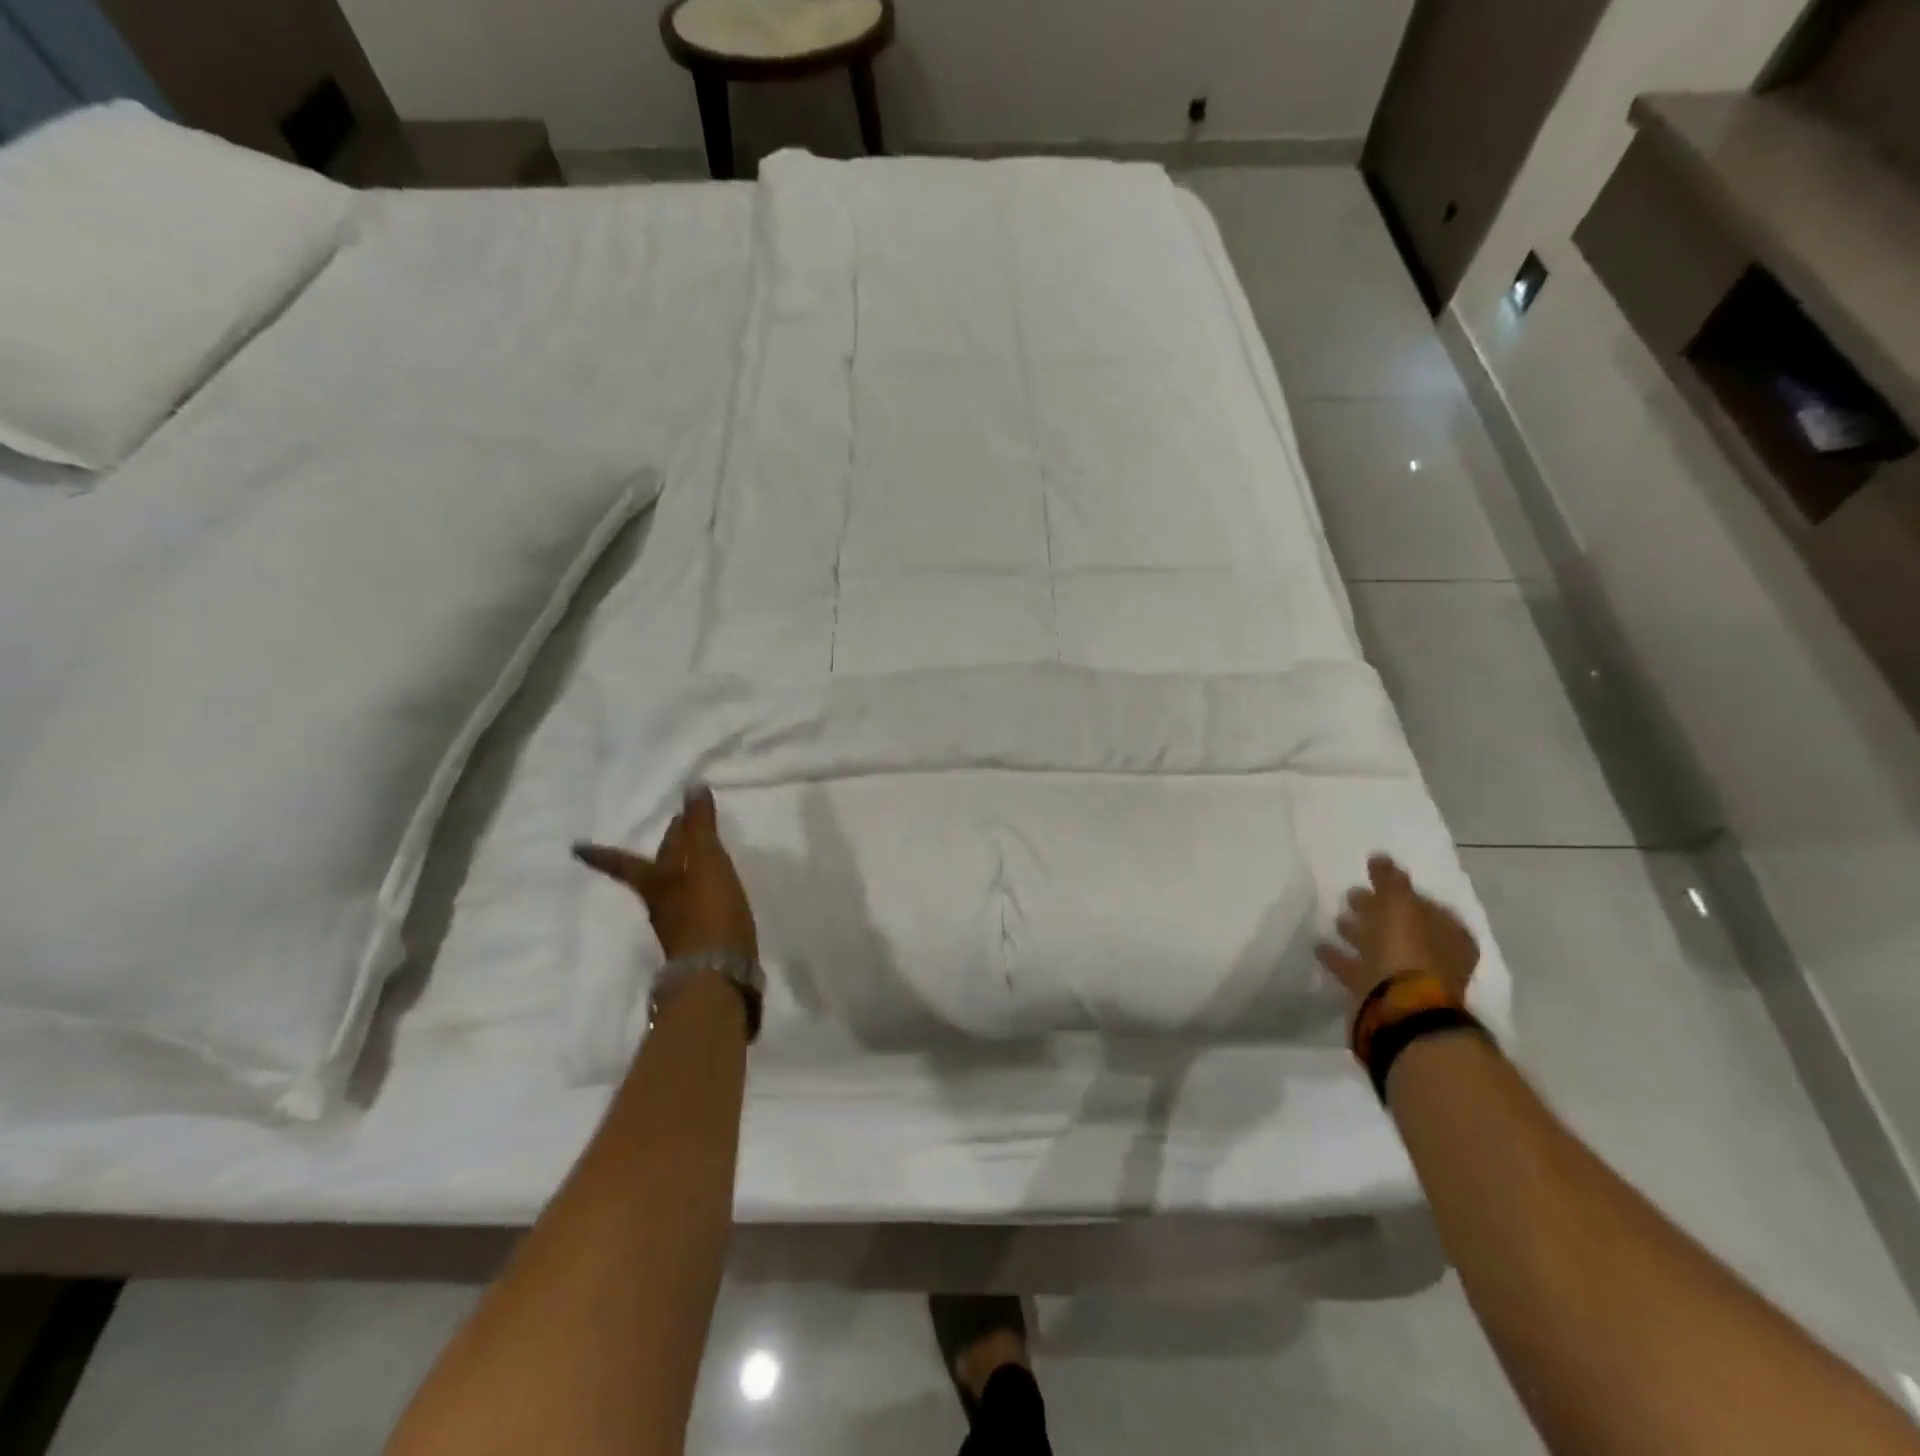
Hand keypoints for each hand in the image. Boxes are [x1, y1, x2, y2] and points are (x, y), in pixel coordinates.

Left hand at [573, 787, 757, 962]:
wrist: (719, 970)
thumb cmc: (706, 910)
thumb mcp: (705, 860)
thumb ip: (700, 826)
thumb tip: (692, 787)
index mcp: (655, 882)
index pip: (624, 861)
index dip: (602, 854)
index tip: (575, 849)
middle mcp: (661, 903)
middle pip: (656, 871)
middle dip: (663, 852)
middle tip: (672, 833)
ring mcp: (679, 926)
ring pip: (676, 890)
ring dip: (682, 872)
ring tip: (694, 861)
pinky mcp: (701, 941)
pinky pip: (695, 908)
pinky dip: (700, 894)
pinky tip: (711, 895)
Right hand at [1318, 855, 1478, 1004]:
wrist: (1399, 1012)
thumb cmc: (1407, 952)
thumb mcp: (1400, 905)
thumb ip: (1390, 880)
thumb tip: (1380, 857)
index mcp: (1450, 935)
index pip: (1426, 906)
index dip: (1400, 893)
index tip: (1373, 881)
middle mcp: (1436, 958)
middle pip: (1402, 928)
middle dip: (1377, 912)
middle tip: (1351, 897)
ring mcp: (1410, 981)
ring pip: (1381, 949)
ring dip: (1359, 934)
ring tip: (1335, 920)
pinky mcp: (1383, 997)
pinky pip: (1360, 970)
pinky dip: (1342, 958)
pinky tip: (1321, 947)